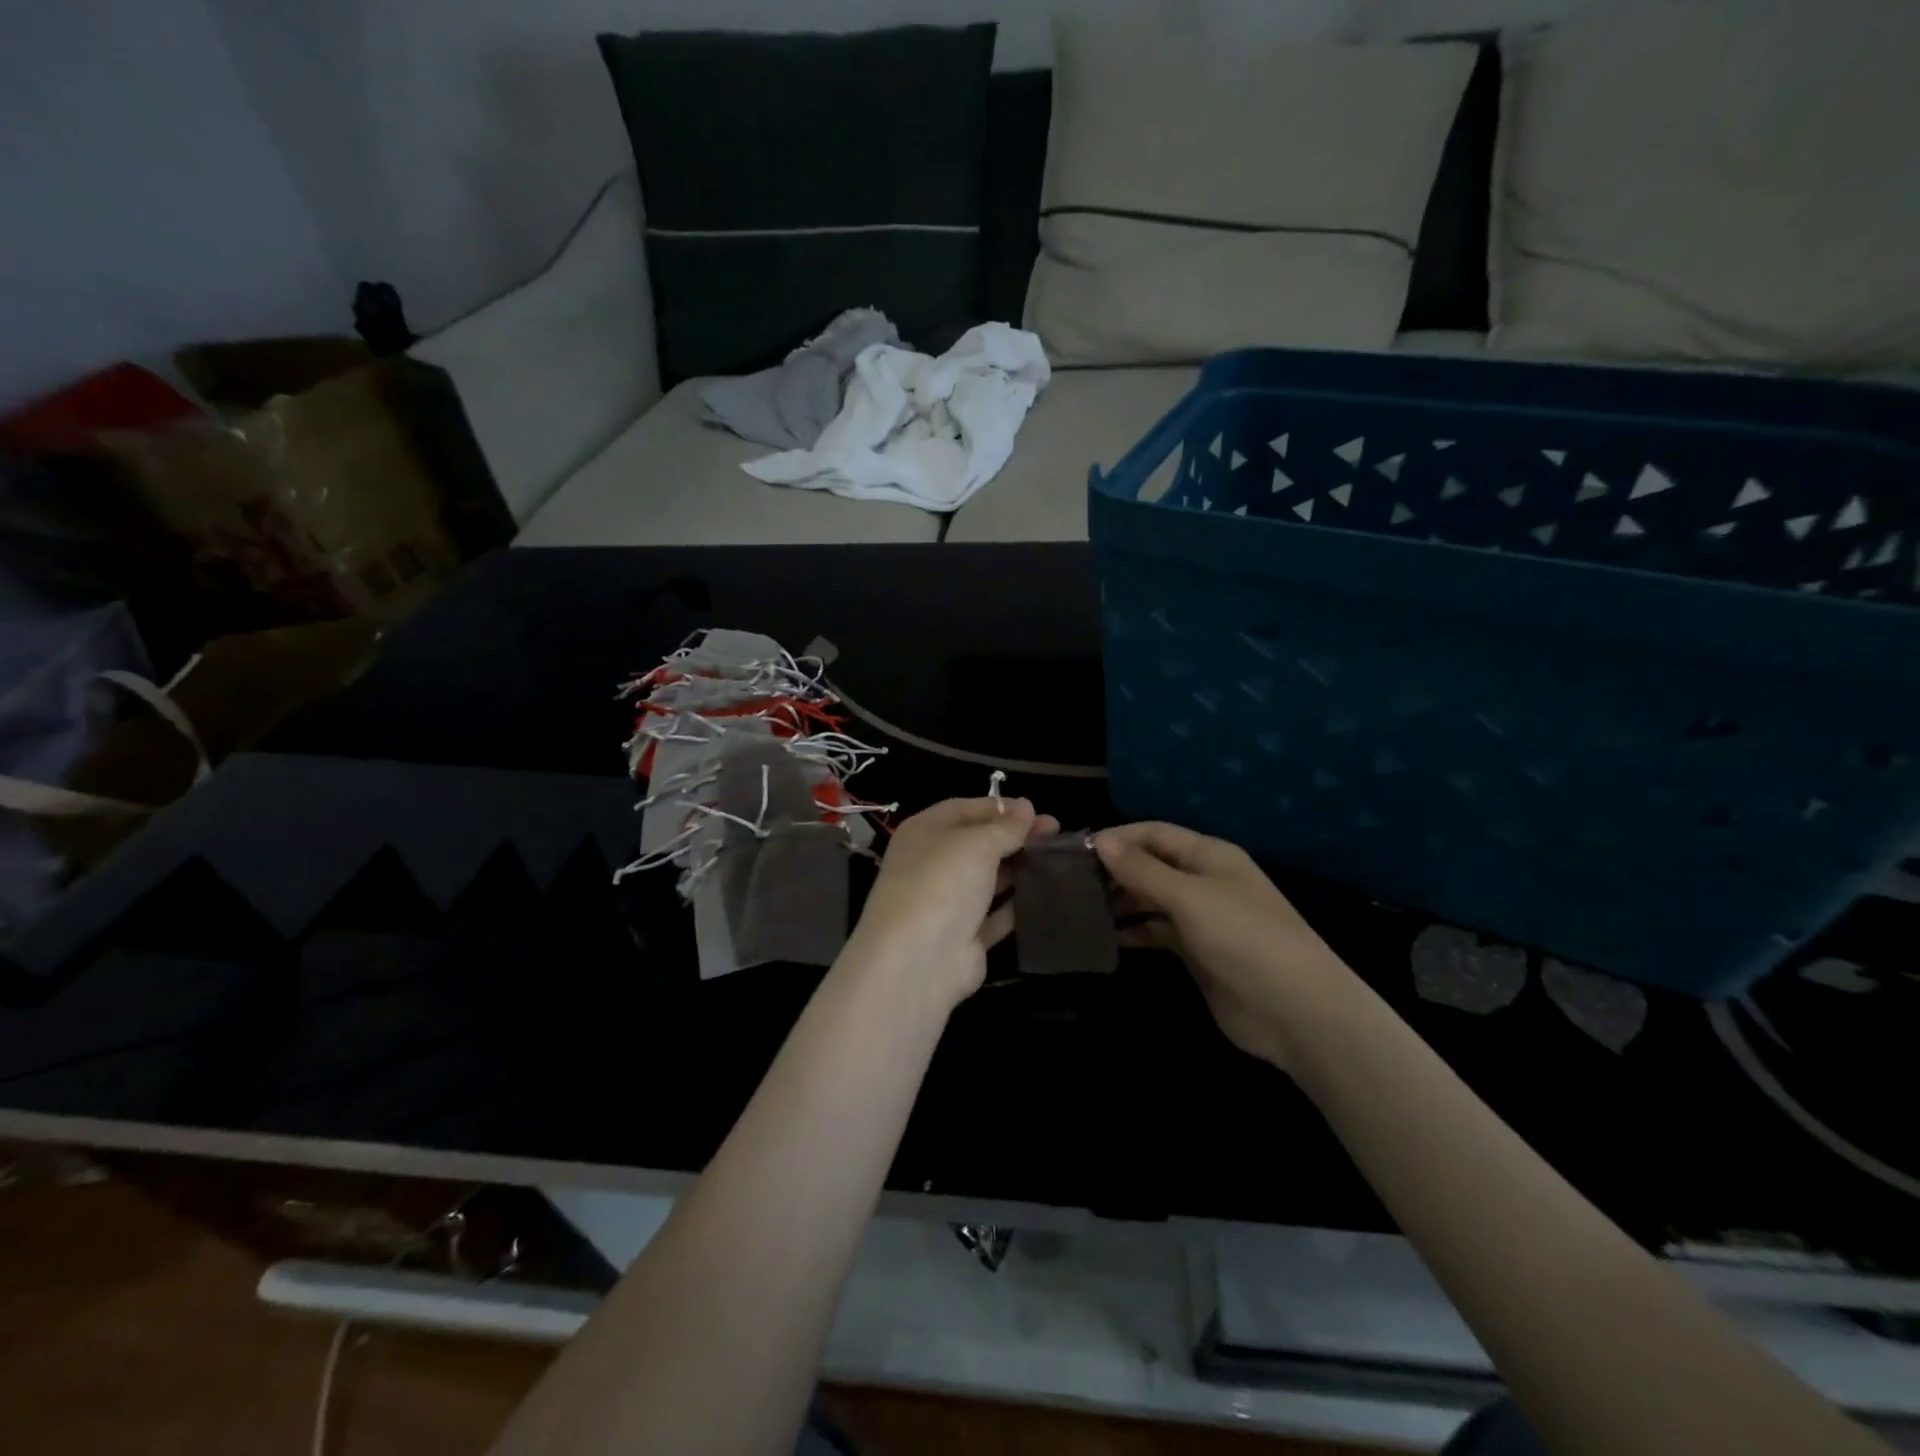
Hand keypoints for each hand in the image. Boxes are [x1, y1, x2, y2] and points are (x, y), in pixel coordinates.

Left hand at [849, 797, 1059, 1007]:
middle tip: (1056, 834)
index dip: (1000, 807)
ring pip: (988, 879)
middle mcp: (931, 864)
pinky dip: (1017, 905)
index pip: (965, 809)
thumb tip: (1026, 807)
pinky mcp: (964, 936)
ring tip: (1058, 861)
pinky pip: (995, 915)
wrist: (918, 960)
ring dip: (1019, 869)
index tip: (1037, 811)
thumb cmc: (943, 883)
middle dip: (1015, 837)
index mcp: (924, 833)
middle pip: (978, 843)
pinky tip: (1047, 896)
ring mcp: (947, 902)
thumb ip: (1005, 826)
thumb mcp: (977, 843)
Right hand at [1093, 822, 1355, 1069]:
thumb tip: (1100, 840)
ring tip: (1082, 910)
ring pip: (1152, 899)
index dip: (1117, 838)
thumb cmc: (1243, 939)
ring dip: (1121, 901)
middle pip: (1151, 865)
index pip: (1154, 833)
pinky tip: (1108, 938)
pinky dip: (1135, 932)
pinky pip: (1158, 932)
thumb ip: (1142, 870)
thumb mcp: (1189, 897)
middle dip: (1115, 870)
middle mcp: (1204, 880)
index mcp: (1209, 855)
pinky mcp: (1198, 951)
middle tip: (1071, 884)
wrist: (1296, 1011)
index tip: (1075, 851)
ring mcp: (1202, 917)